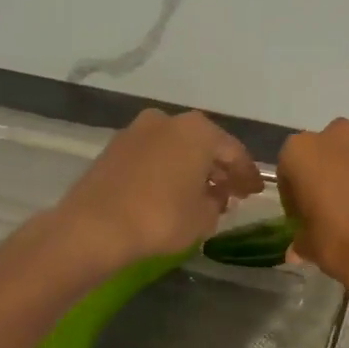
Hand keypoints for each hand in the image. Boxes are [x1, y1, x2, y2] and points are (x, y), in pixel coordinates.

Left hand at [53, 109, 262, 273]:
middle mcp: (169, 120)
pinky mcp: (115, 148)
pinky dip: (166, 170)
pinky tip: (170, 192)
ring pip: (176, 148)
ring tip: (200, 194)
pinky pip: (153, 157)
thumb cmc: (160, 218)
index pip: (234, 152)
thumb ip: (217, 202)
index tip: (255, 192)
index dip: (248, 175)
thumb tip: (215, 195)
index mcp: (198, 130)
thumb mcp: (203, 217)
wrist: (93, 227)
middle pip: (204, 145)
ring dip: (191, 168)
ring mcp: (138, 131)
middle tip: (231, 192)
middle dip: (218, 168)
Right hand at [276, 119, 348, 296]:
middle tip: (332, 205)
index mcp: (302, 151)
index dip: (294, 195)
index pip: (290, 169)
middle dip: (328, 172)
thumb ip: (301, 238)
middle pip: (327, 151)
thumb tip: (297, 249)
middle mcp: (337, 135)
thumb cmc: (338, 242)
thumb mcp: (308, 245)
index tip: (302, 216)